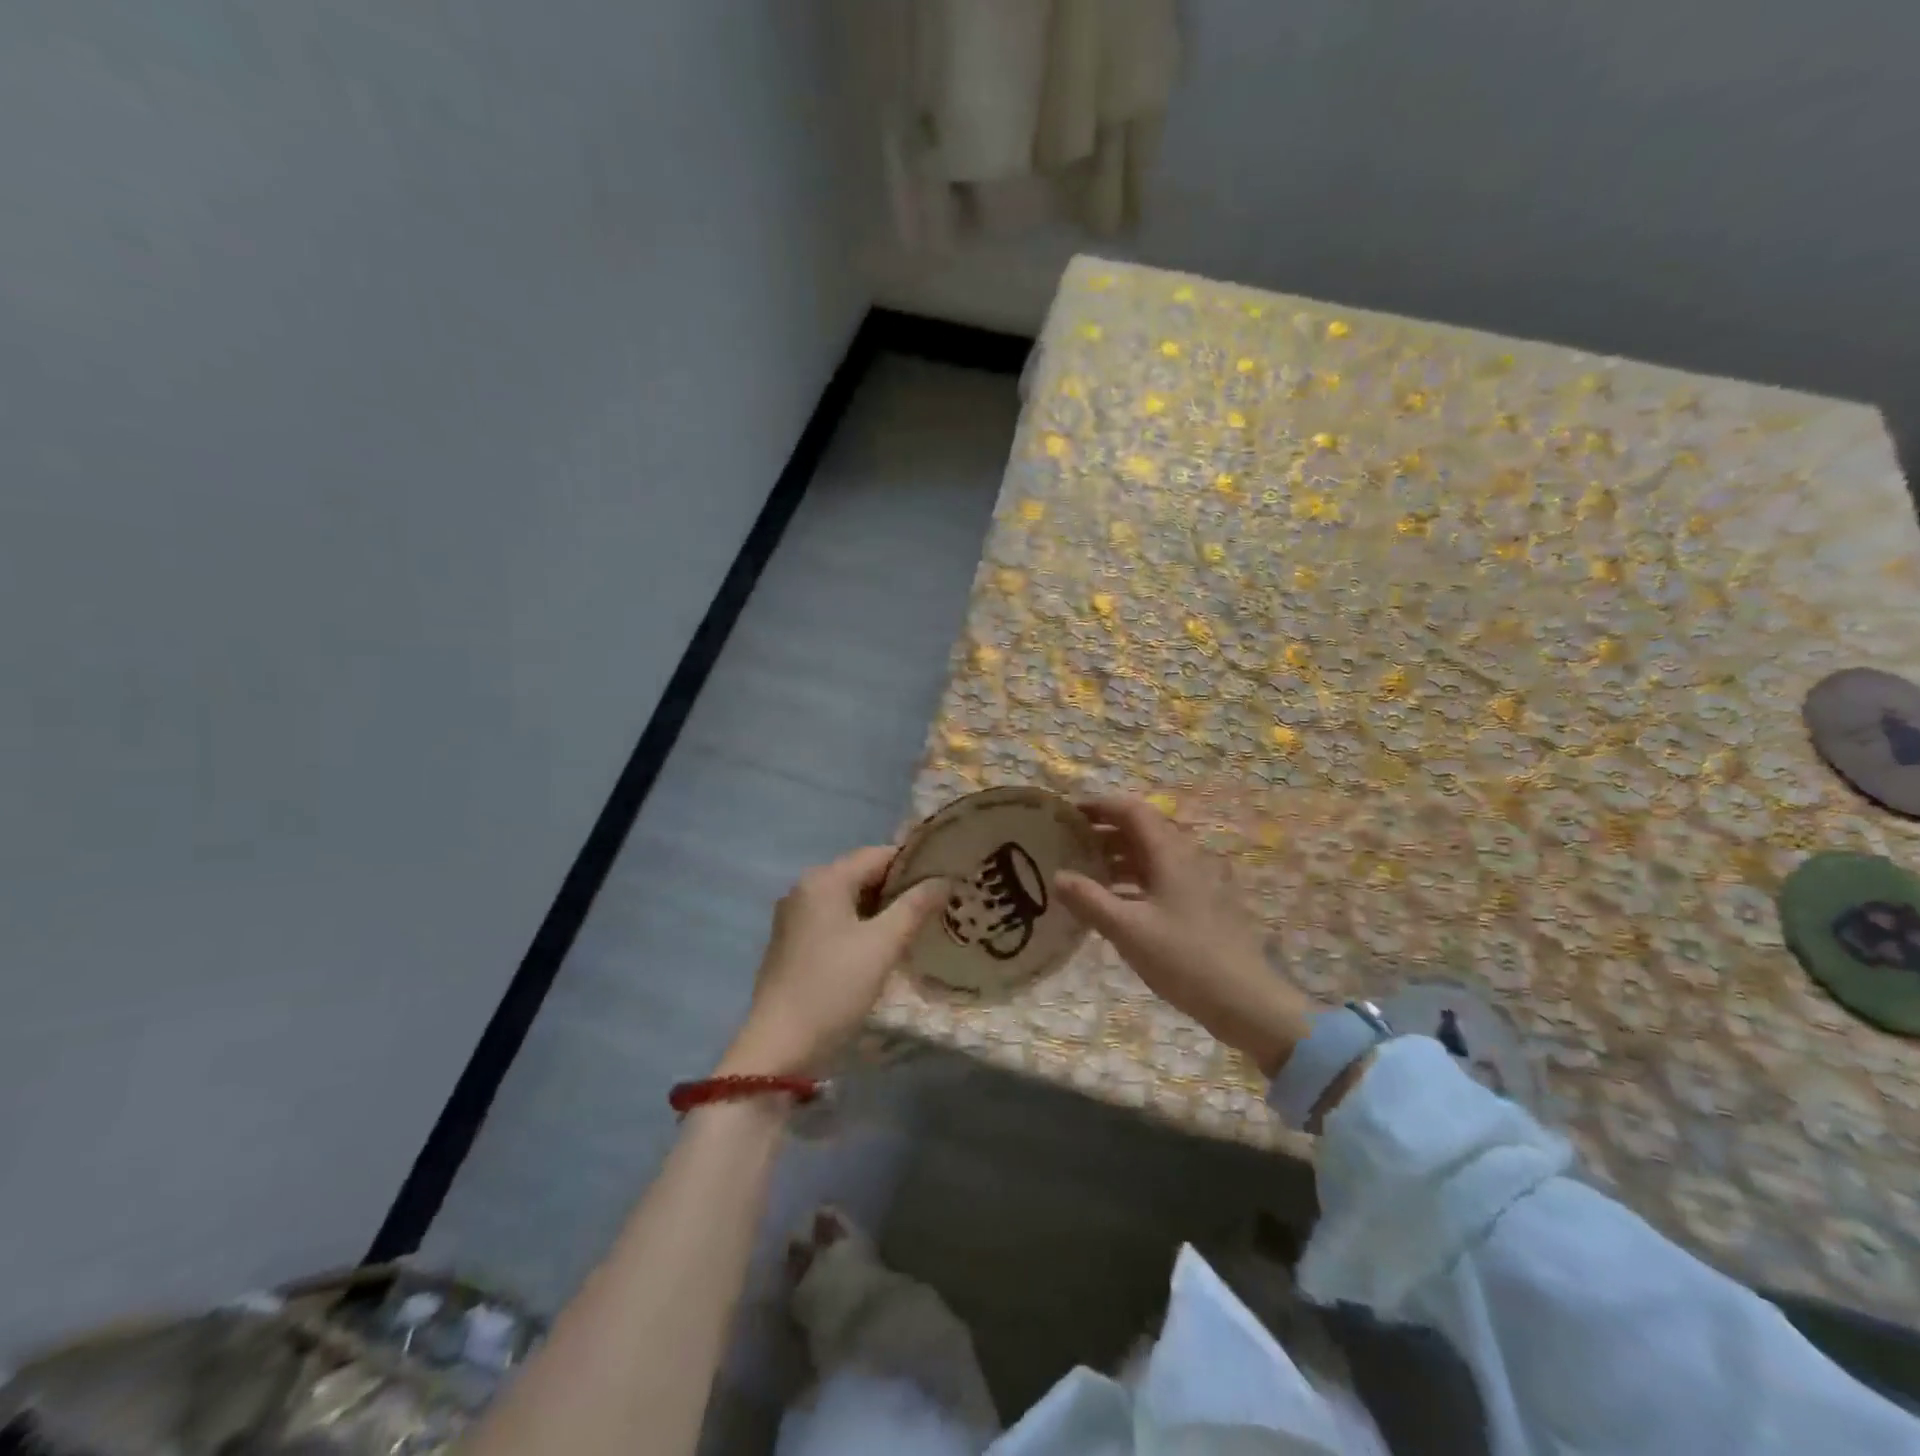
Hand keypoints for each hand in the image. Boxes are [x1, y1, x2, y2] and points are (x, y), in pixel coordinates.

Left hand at [717, 847, 947, 1078]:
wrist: (780, 1046)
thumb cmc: (834, 987)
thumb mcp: (883, 945)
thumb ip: (915, 906)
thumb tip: (944, 879)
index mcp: (825, 879)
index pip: (878, 854)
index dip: (914, 864)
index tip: (946, 879)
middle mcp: (805, 888)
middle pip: (862, 874)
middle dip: (899, 888)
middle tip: (938, 904)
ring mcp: (795, 917)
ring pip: (849, 900)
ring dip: (882, 909)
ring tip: (919, 925)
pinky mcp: (792, 943)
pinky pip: (835, 921)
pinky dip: (861, 926)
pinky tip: (883, 946)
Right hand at [1055, 796, 1313, 1075]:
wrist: (1245, 1000)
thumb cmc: (1183, 958)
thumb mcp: (1127, 930)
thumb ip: (1089, 900)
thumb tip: (1057, 876)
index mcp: (1170, 853)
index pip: (1132, 811)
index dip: (1100, 806)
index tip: (1068, 813)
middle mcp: (1186, 858)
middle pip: (1142, 830)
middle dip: (1104, 831)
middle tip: (1070, 843)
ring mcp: (1197, 881)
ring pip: (1151, 856)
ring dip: (1118, 857)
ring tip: (1085, 872)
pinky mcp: (1202, 904)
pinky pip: (1161, 878)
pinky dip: (1134, 880)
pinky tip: (1114, 902)